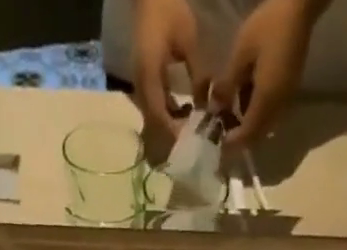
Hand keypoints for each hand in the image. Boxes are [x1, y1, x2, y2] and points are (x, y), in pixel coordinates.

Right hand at [132, 0, 205, 141]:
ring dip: (171, 125)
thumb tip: (205, 106)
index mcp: (148, 75)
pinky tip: (184, 112)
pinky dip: (168, 113)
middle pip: (154, 122)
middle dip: (174, 133)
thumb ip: (197, 75)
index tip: (192, 139)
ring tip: (191, 127)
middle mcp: (140, 85)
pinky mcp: (143, 81)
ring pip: (154, 117)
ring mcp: (140, 84)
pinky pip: (155, 106)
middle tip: (194, 139)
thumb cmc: (169, 11)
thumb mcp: (188, 41)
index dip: (175, 131)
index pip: (160, 116)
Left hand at [210, 0, 325, 145]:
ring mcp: (286, 101)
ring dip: (248, 123)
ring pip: (264, 125)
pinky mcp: (289, 91)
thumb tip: (214, 109)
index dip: (231, 143)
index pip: (247, 136)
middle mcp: (278, 108)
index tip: (217, 139)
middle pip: (256, 135)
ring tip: (231, 107)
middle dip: (239, 135)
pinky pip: (271, 113)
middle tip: (222, 124)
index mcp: (266, 101)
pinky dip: (257, 112)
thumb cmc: (268, 26)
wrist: (299, 7)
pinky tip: (247, 94)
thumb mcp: (241, 53)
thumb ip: (227, 85)